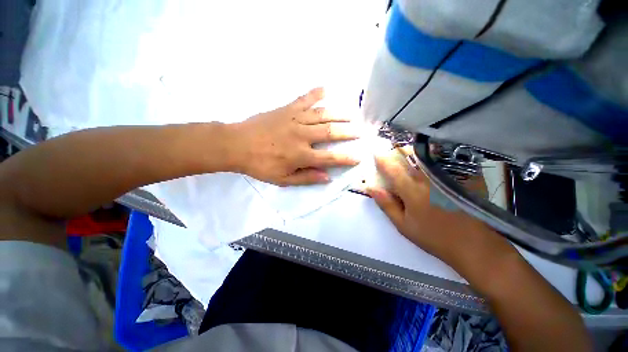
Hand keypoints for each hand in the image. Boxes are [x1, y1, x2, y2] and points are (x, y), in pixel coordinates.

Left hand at [232, 88, 361, 185]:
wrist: (236, 144)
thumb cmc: (260, 165)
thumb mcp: (282, 179)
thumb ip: (306, 178)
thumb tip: (327, 177)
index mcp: (301, 155)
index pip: (330, 157)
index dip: (346, 158)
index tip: (359, 157)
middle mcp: (302, 135)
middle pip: (331, 132)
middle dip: (348, 132)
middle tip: (361, 131)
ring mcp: (295, 119)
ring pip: (322, 115)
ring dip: (339, 114)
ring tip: (352, 114)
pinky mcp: (286, 109)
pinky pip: (304, 99)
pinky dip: (316, 93)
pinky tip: (326, 88)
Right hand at [366, 148, 516, 280]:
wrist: (474, 245)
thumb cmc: (434, 237)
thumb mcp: (403, 225)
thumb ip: (386, 204)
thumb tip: (371, 188)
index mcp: (413, 192)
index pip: (392, 169)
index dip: (382, 159)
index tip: (375, 153)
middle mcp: (430, 179)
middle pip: (411, 156)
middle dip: (399, 151)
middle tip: (393, 153)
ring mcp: (449, 176)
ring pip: (427, 155)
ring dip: (415, 152)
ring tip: (409, 155)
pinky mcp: (464, 176)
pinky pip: (445, 159)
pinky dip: (434, 157)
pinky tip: (431, 163)